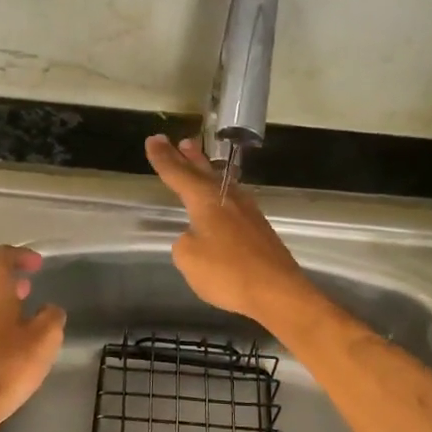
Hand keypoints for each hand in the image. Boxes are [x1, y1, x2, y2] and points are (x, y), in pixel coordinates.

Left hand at [0, 246, 66, 431]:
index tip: (38, 265)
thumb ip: (52, 317)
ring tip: (24, 316)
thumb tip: (49, 310)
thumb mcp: (44, 340)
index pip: (2, 255)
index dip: (22, 255)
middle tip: (32, 288)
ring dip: (2, 302)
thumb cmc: (6, 367)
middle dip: (11, 280)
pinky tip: (8, 344)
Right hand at [145, 135, 315, 327]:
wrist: (278, 291)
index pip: (179, 174)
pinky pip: (232, 199)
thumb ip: (185, 242)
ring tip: (196, 158)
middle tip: (179, 141)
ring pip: (221, 183)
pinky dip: (220, 191)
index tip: (153, 140)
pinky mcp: (258, 228)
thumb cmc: (229, 273)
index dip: (164, 158)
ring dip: (206, 170)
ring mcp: (247, 212)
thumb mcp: (189, 259)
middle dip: (187, 158)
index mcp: (207, 201)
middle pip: (203, 172)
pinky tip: (221, 197)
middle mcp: (228, 199)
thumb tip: (195, 236)